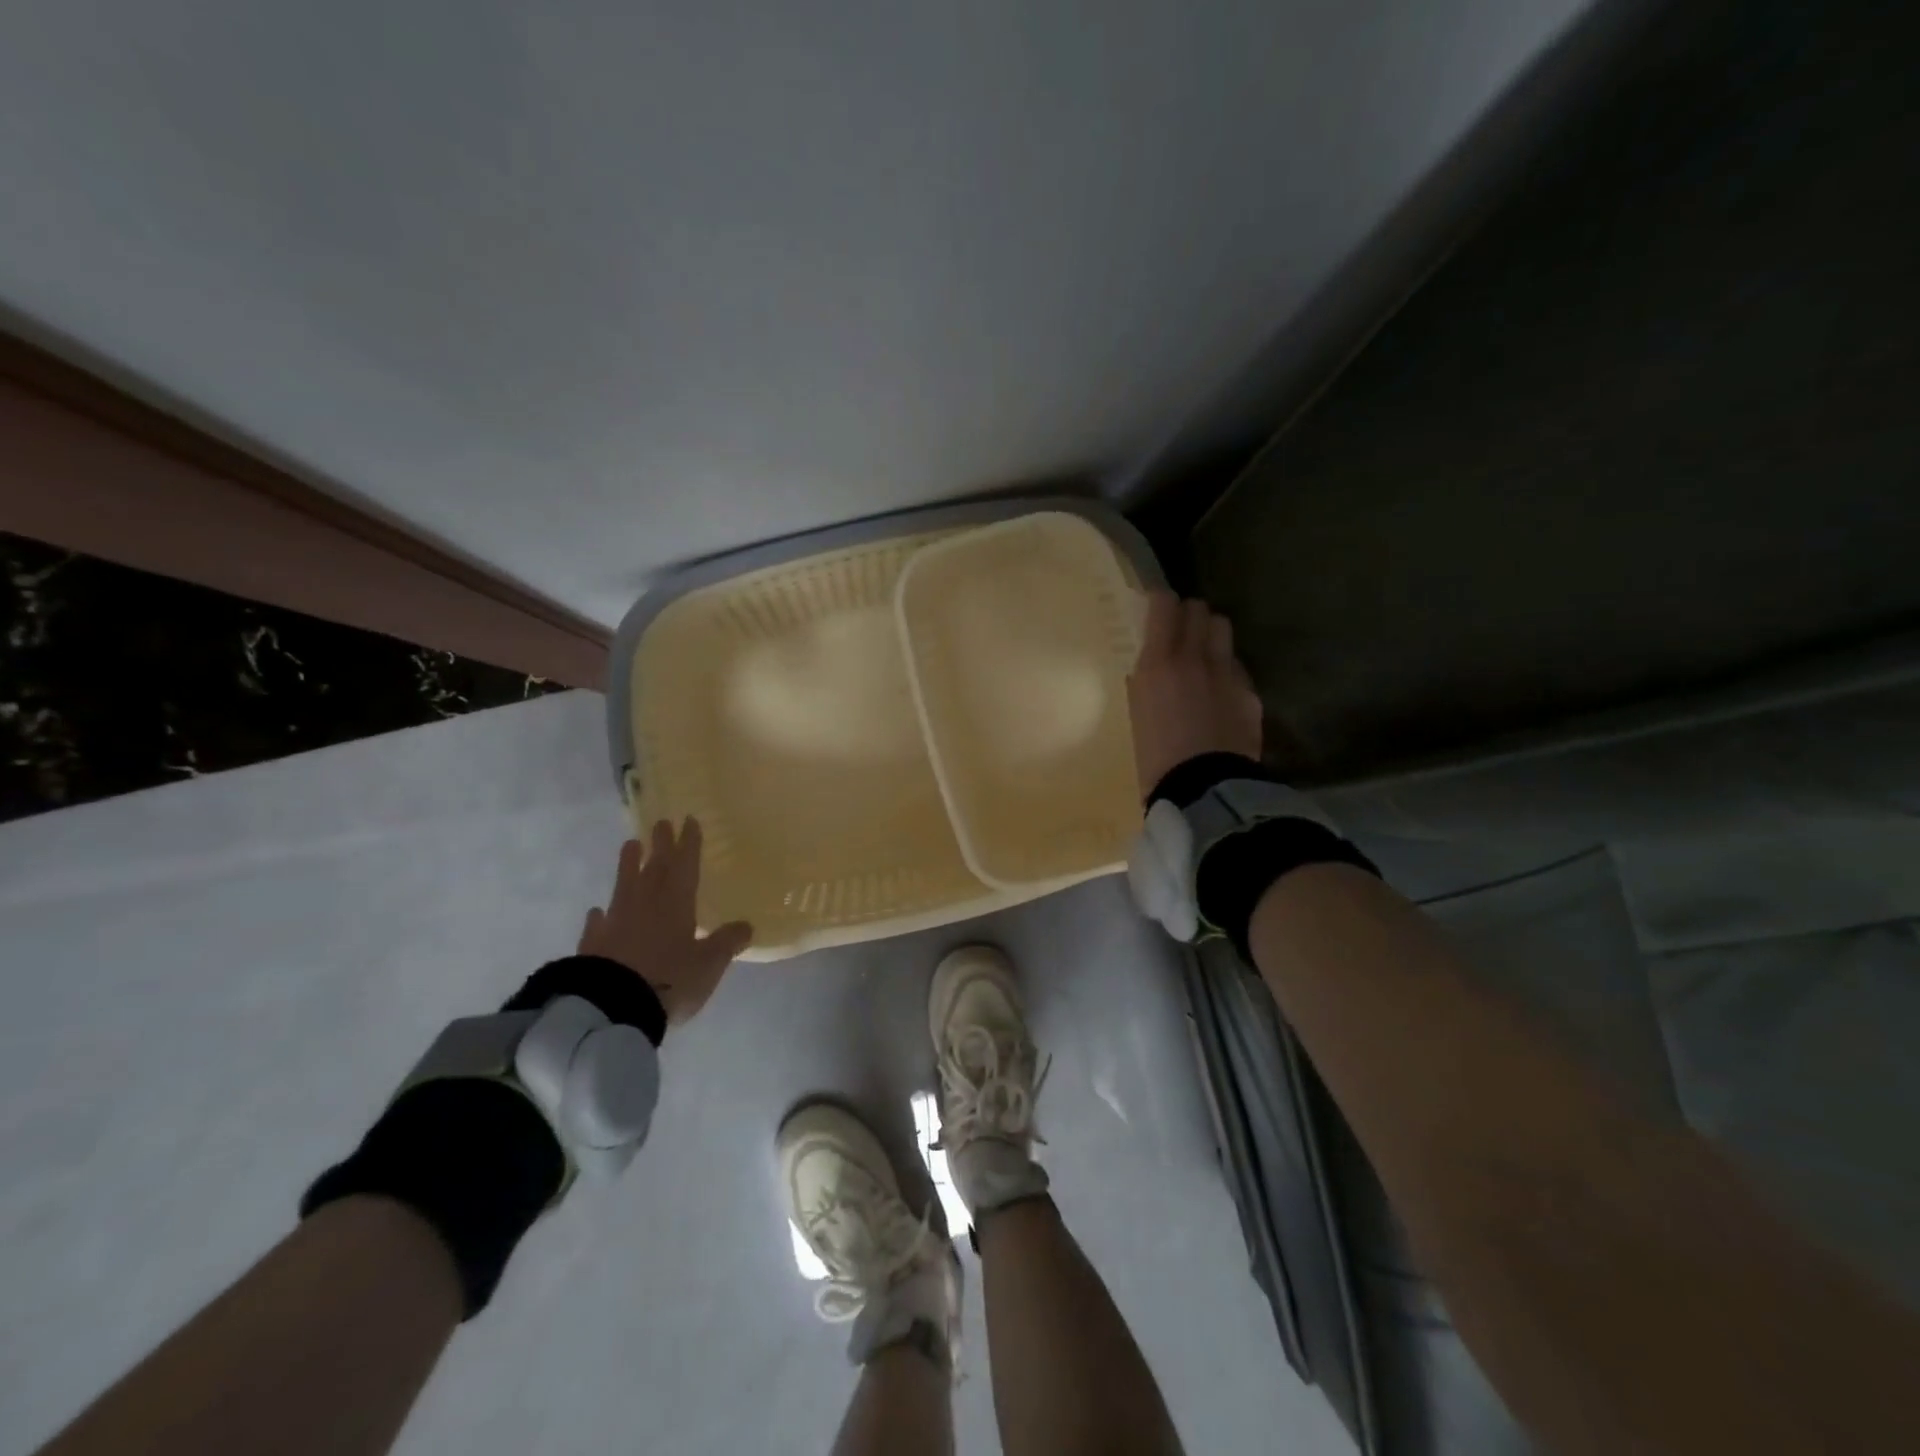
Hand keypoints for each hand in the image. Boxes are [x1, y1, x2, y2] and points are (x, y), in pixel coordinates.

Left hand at [577, 818, 752, 1023]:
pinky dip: (601, 915)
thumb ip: (727, 942)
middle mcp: (646, 904)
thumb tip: (747, 925)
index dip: (689, 843)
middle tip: (661, 823)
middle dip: (660, 844)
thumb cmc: (670, 979)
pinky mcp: (593, 944)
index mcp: (677, 903)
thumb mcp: (709, 964)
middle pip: (655, 867)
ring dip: (628, 864)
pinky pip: (599, 922)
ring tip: (630, 845)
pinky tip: (598, 911)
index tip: (689, 820)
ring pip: (625, 884)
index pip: (685, 865)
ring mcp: (617, 921)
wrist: (612, 1006)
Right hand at [1126, 590, 1262, 796]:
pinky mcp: (1249, 693)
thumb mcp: (1138, 713)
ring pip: (1223, 630)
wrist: (1203, 789)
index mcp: (1159, 663)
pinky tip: (1221, 694)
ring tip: (1204, 655)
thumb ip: (1146, 682)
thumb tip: (1151, 670)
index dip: (1161, 601)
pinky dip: (1227, 670)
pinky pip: (1237, 666)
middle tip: (1181, 631)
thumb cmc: (1154, 758)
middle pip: (1199, 610)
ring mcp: (1228, 673)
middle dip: (1189, 614)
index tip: (1156, 606)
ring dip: (1211, 635)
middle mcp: (1195, 658)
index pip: (1165, 605)